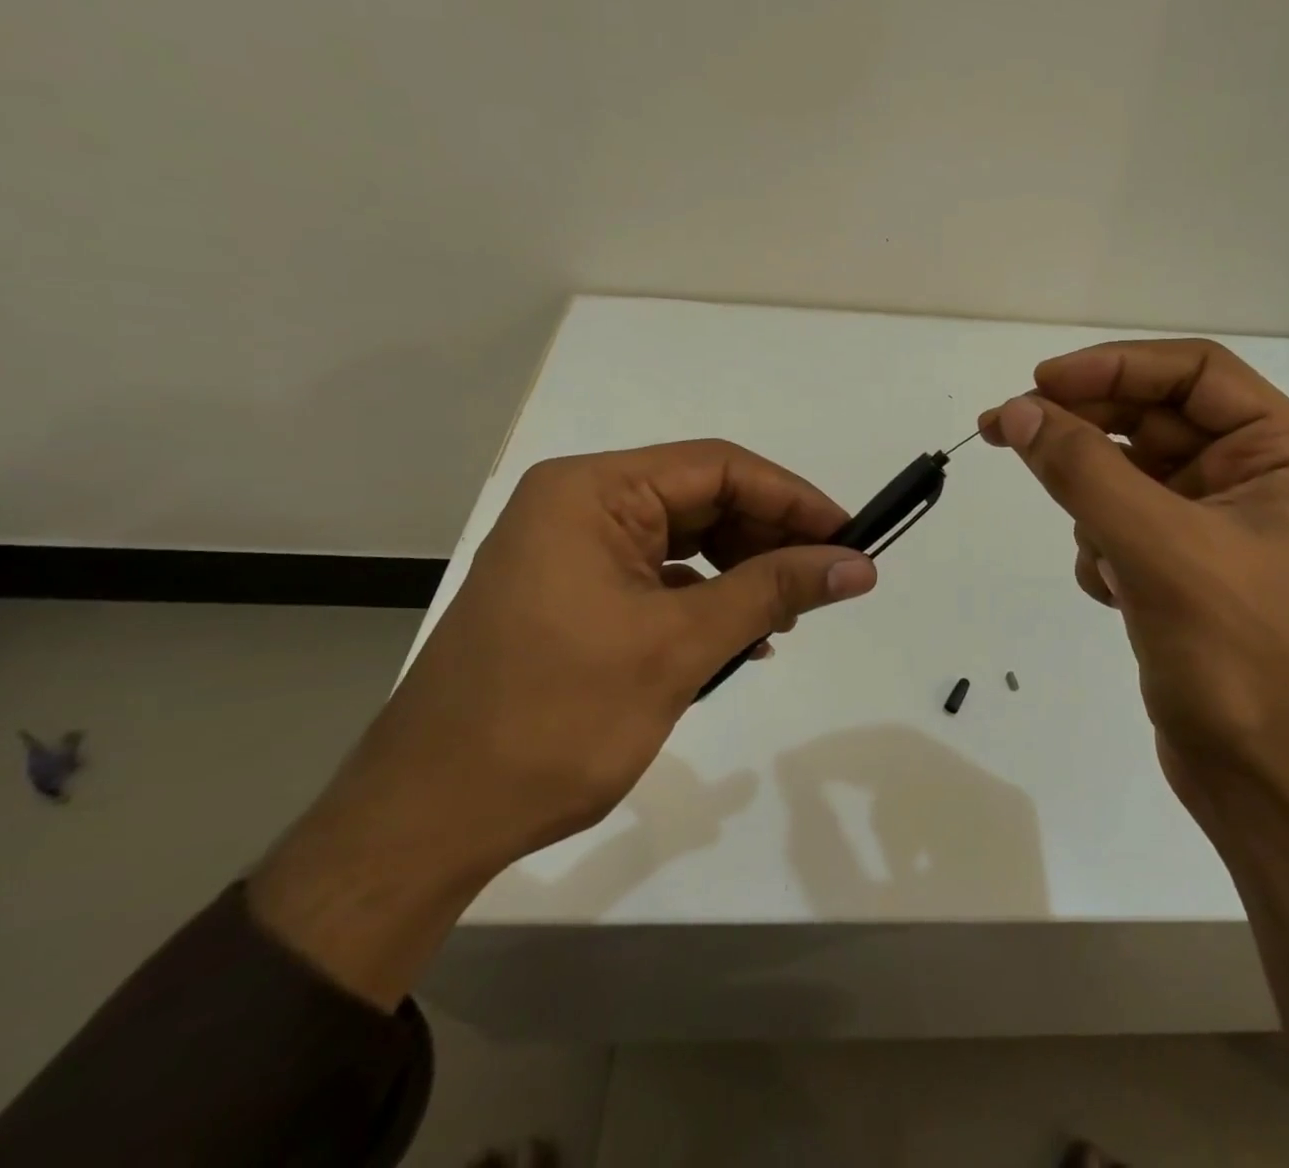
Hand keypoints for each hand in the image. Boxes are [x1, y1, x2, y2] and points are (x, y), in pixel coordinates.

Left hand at [250, 440, 876, 1005]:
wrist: (428, 820)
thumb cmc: (554, 719)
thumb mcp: (678, 646)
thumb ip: (773, 592)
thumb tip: (859, 564)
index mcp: (592, 492)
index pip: (718, 467)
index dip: (792, 499)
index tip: (850, 537)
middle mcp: (578, 505)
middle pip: (701, 498)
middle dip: (768, 536)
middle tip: (825, 579)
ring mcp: (571, 551)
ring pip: (684, 539)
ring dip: (741, 570)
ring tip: (787, 615)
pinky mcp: (571, 594)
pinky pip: (658, 577)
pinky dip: (705, 599)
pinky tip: (741, 637)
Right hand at [979, 339, 1288, 819]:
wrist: (1269, 788)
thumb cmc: (1240, 662)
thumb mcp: (1159, 550)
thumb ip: (1084, 471)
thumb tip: (1016, 411)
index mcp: (1287, 456)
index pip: (1194, 372)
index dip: (1114, 367)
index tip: (1038, 384)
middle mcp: (1258, 480)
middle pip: (1153, 421)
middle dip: (1083, 429)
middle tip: (1003, 429)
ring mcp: (1219, 528)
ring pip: (1128, 475)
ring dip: (1094, 504)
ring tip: (1099, 555)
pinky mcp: (1184, 570)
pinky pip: (1123, 525)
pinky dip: (1103, 547)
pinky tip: (1113, 594)